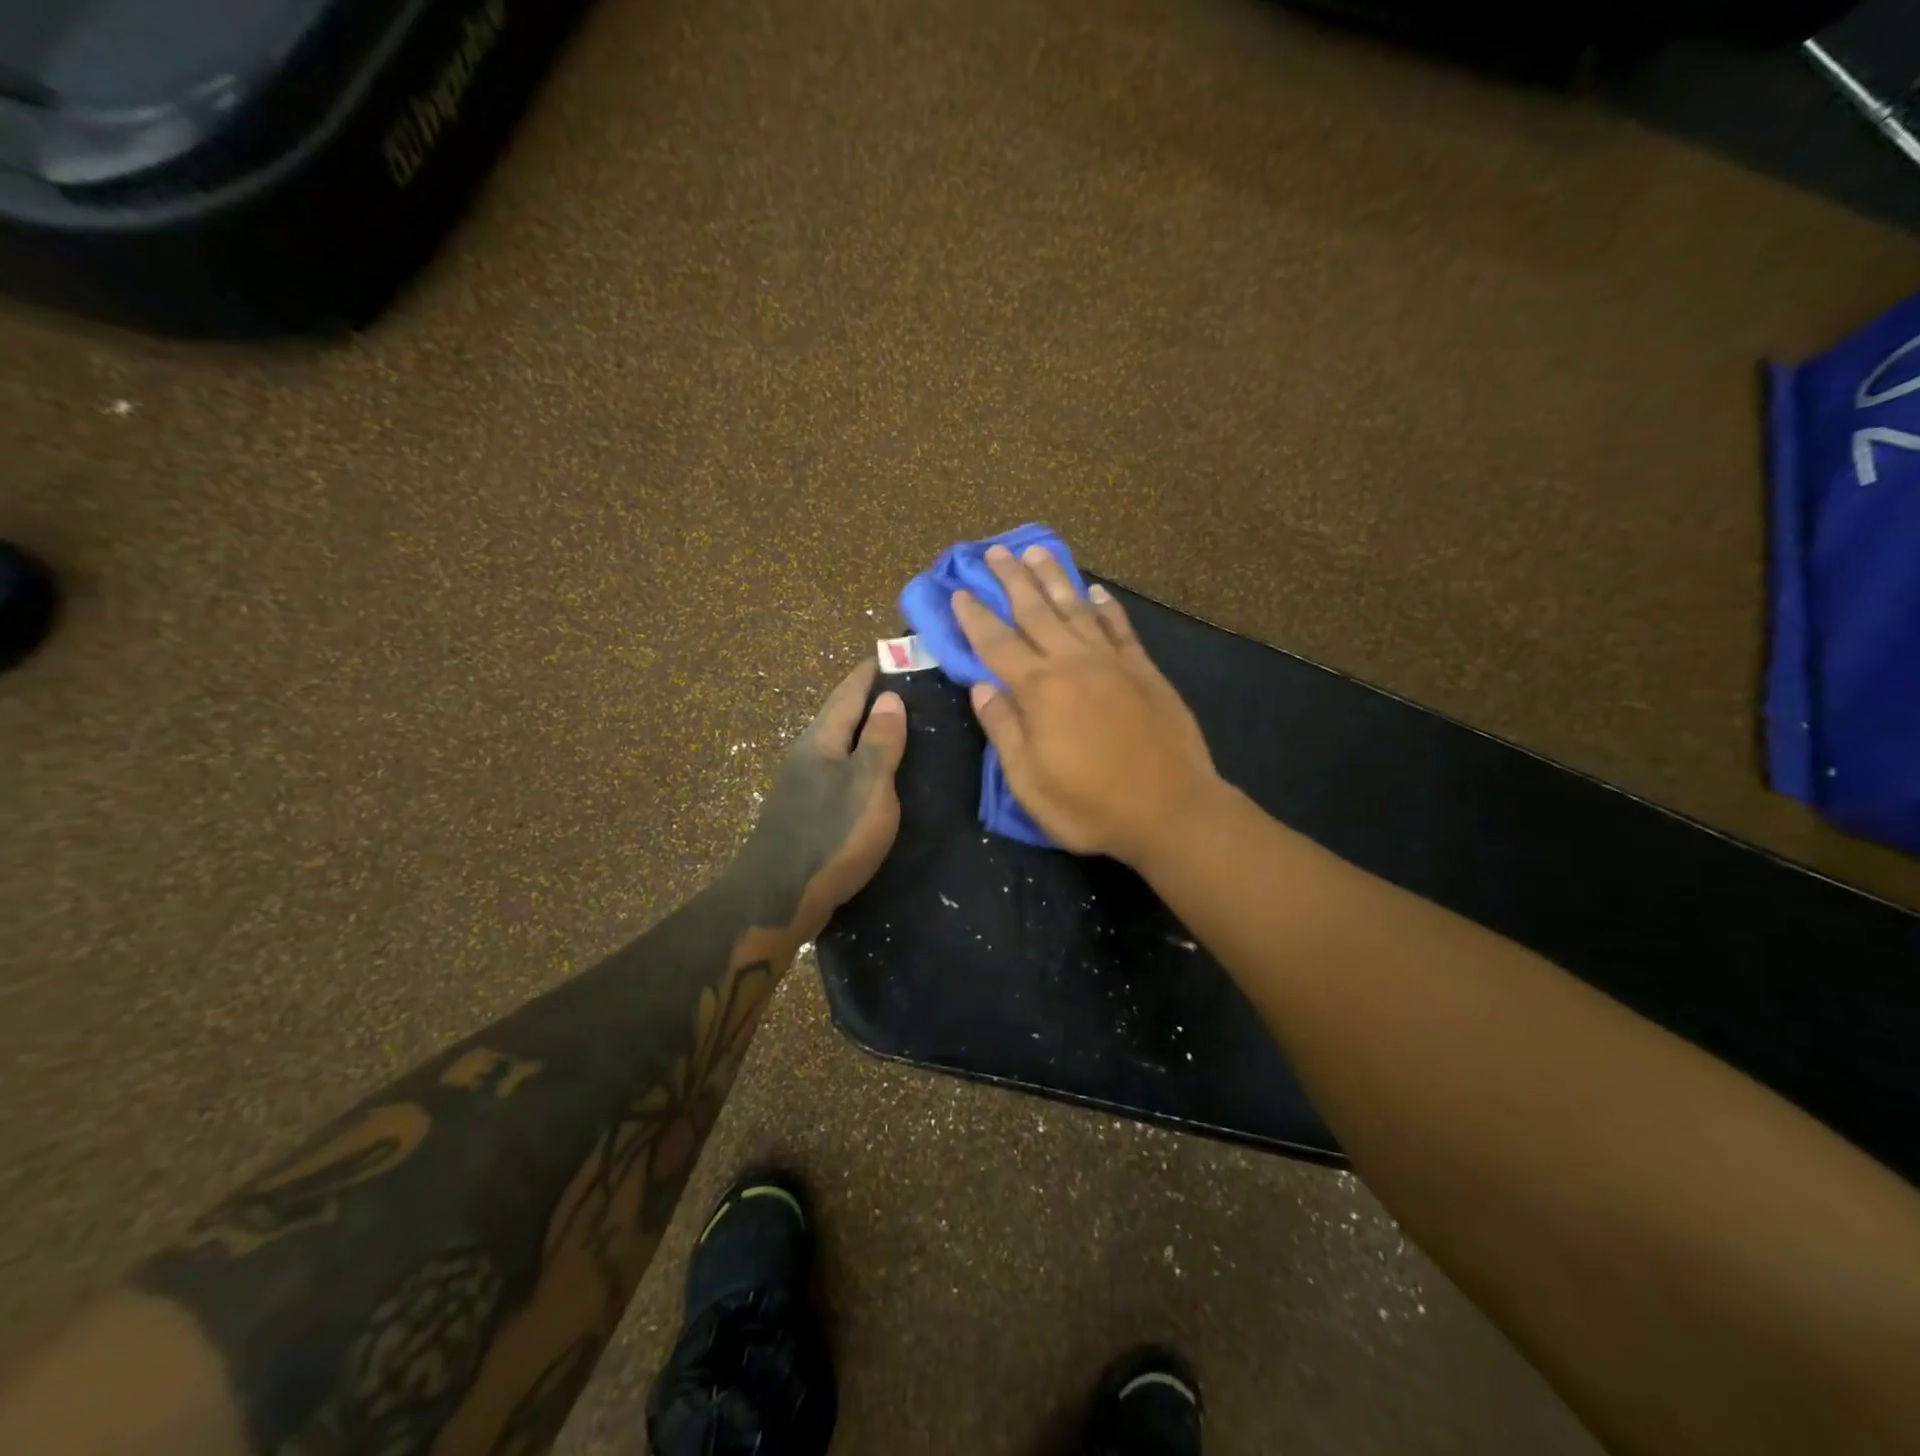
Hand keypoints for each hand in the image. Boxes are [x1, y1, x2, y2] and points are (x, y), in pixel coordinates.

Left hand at [736, 661, 907, 945]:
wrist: (780, 895)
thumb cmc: (831, 834)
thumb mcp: (868, 783)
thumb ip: (880, 741)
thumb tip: (890, 697)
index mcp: (822, 740)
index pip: (848, 693)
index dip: (869, 672)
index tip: (890, 653)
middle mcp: (807, 755)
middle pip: (839, 715)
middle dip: (867, 698)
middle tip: (903, 687)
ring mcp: (802, 785)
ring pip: (838, 745)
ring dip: (863, 731)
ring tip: (895, 726)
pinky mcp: (806, 812)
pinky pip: (838, 772)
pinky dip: (858, 761)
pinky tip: (874, 774)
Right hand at [953, 543, 1219, 863]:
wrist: (1172, 811)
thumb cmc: (1091, 806)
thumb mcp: (1029, 781)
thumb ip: (1003, 729)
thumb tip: (980, 686)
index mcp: (1039, 690)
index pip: (996, 643)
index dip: (975, 617)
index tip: (960, 590)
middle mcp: (1073, 663)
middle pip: (1035, 611)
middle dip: (1012, 579)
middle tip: (996, 550)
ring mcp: (1113, 662)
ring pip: (1076, 608)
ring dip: (1054, 578)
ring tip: (1038, 551)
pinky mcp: (1144, 670)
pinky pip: (1119, 627)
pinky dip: (1105, 606)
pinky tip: (1095, 591)